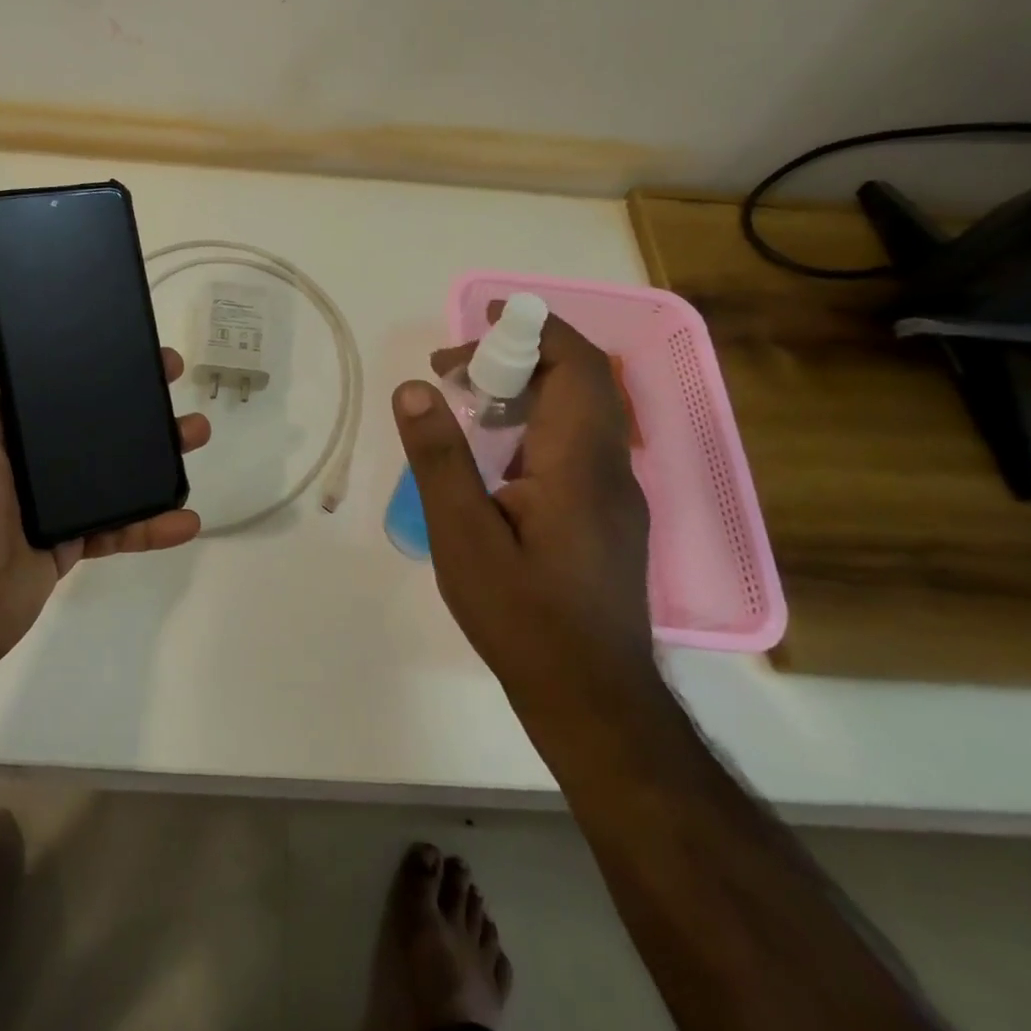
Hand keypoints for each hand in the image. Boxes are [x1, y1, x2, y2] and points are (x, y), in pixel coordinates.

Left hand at [0, 319, 210, 679]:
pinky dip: (155, 524)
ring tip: (196, 433)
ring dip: (159, 452)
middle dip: (134, 395)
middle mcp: (32, 456)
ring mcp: (58, 498)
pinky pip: (123, 525)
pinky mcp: (77, 538)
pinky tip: (187, 518)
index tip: (121, 334)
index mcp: (0, 425)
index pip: (47, 378)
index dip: (83, 354)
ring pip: (117, 466)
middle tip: (172, 373)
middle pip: (93, 416)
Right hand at [393, 308, 652, 707]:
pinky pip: (575, 446)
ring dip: (524, 391)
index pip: (575, 365)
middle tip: (452, 372)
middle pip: (579, 382)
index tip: (477, 329)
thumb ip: (439, 458)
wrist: (592, 701)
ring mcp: (614, 495)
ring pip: (579, 414)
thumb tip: (416, 387)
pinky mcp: (607, 517)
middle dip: (516, 358)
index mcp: (580, 462)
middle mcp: (609, 468)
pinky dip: (534, 425)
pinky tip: (494, 458)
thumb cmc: (524, 618)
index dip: (531, 331)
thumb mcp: (464, 537)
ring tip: (464, 403)